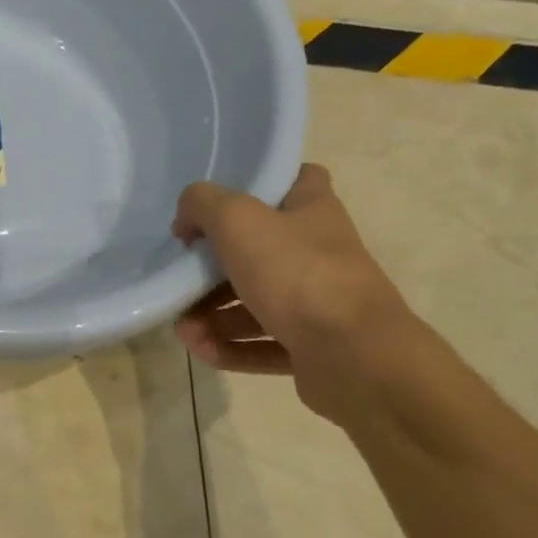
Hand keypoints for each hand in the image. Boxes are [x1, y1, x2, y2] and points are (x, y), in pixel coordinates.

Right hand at [172, 164, 413, 418]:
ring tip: (184, 329)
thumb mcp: (237, 220)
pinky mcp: (312, 348)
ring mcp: (318, 305)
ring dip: (212, 316)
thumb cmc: (296, 273)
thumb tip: (186, 220)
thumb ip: (202, 204)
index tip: (221, 203)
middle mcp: (319, 255)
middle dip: (212, 270)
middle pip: (258, 252)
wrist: (354, 355)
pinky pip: (262, 344)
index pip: (298, 181)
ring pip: (255, 303)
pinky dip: (230, 347)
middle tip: (182, 277)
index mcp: (313, 213)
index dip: (261, 185)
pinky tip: (201, 350)